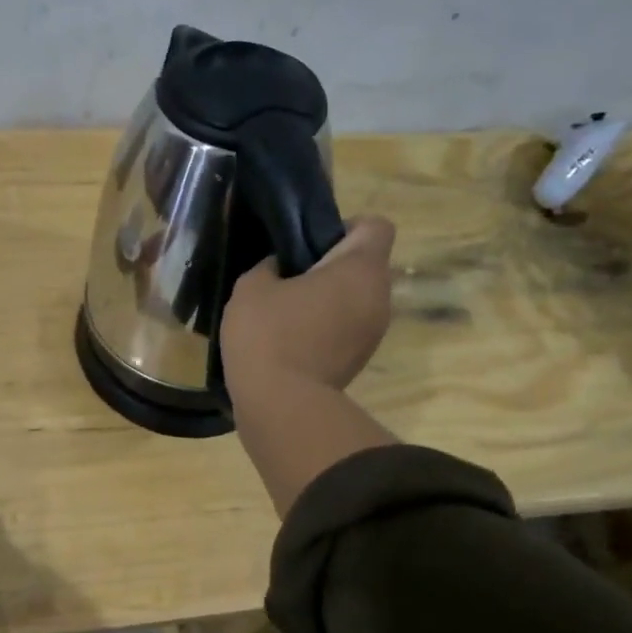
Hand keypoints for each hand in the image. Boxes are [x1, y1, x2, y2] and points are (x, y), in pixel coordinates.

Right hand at [220, 215, 396, 395]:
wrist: (281, 406)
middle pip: (365, 264)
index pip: (376, 226)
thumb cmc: (269, 334)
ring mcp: (374, 332)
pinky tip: (292, 337)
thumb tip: (281, 267)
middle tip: (290, 275)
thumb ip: (270, 265)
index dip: (344, 226)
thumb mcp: (252, 286)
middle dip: (332, 265)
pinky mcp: (360, 359)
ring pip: (356, 298)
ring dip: (329, 297)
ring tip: (288, 309)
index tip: (310, 243)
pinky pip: (348, 326)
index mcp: (360, 269)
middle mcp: (380, 296)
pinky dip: (327, 325)